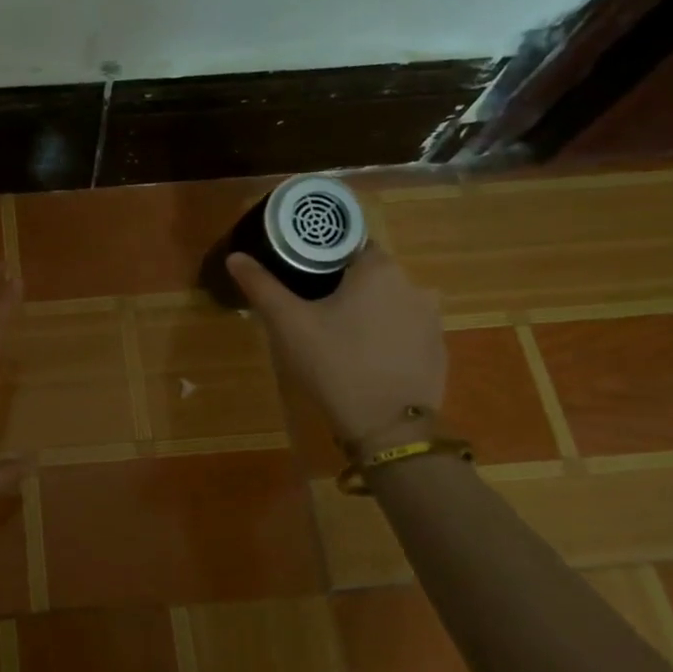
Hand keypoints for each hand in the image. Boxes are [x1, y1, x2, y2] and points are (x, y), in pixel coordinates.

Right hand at [228, 245, 446, 449]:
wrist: (387, 427)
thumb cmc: (334, 363)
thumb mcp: (288, 323)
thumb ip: (261, 286)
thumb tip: (236, 257)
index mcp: (378, 269)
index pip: (348, 244)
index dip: (320, 255)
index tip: (298, 273)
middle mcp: (413, 285)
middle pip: (368, 273)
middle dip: (341, 285)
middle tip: (309, 307)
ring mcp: (431, 319)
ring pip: (387, 301)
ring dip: (365, 310)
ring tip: (335, 334)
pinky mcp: (437, 349)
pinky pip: (404, 329)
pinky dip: (385, 335)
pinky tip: (363, 357)